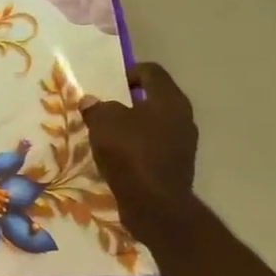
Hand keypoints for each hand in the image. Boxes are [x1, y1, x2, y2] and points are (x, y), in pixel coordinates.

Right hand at [82, 62, 199, 248]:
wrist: (155, 204)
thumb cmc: (130, 153)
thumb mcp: (103, 122)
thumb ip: (97, 107)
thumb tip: (91, 102)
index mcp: (169, 100)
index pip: (152, 71)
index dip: (129, 71)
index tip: (108, 84)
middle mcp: (182, 117)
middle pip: (154, 98)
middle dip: (128, 101)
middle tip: (104, 108)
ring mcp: (184, 142)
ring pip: (154, 123)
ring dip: (132, 125)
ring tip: (108, 134)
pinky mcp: (177, 164)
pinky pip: (154, 145)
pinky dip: (137, 146)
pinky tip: (118, 156)